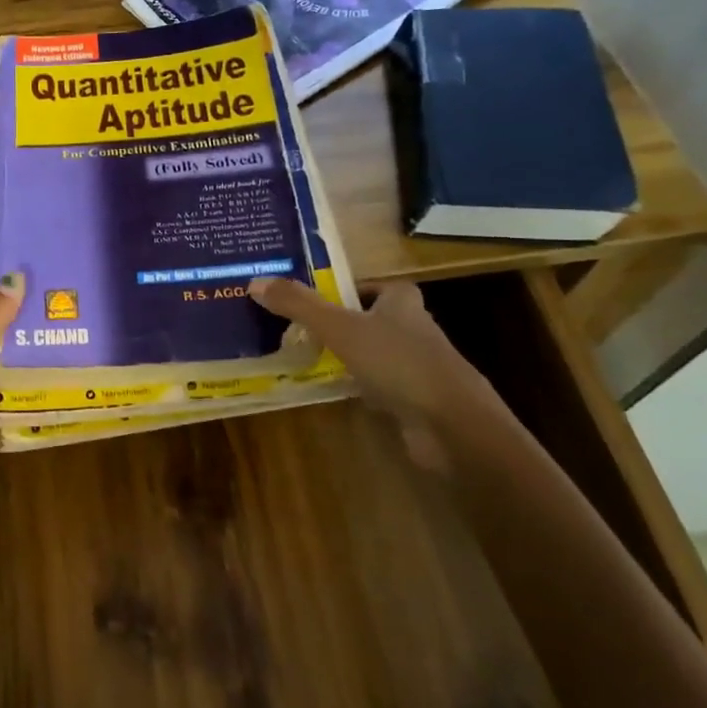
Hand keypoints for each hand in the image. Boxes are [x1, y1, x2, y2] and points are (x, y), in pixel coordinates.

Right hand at [248, 277, 503, 436]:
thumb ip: (299, 305)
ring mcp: (418, 367)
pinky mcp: (416, 400)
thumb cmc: (398, 362)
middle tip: (298, 328)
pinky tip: (331, 392)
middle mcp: (414, 329)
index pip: (372, 285)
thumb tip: (254, 282)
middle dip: (340, 323)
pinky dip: (357, 387)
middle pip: (371, 318)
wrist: (452, 425)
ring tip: (305, 358)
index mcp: (402, 302)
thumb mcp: (340, 328)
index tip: (312, 298)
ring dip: (346, 357)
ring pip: (374, 354)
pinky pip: (378, 386)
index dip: (345, 289)